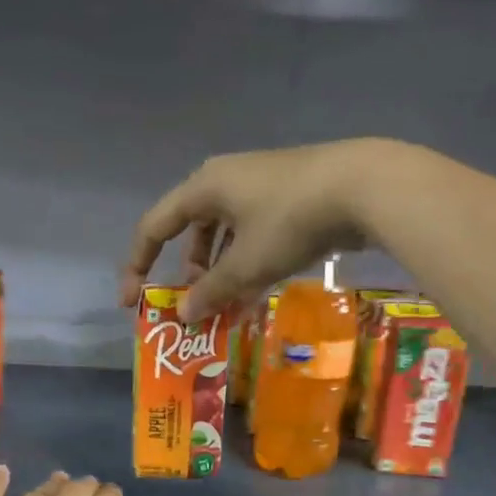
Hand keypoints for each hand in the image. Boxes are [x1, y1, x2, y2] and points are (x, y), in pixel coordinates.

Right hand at [119, 139, 401, 322]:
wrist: (363, 187)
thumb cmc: (290, 222)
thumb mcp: (245, 264)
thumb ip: (210, 291)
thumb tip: (184, 314)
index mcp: (204, 188)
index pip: (154, 226)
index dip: (138, 264)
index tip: (131, 301)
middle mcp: (226, 181)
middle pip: (192, 231)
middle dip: (189, 273)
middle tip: (195, 306)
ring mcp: (260, 187)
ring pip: (226, 235)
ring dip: (220, 273)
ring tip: (227, 306)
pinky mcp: (289, 197)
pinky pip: (253, 235)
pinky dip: (248, 263)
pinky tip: (258, 289)